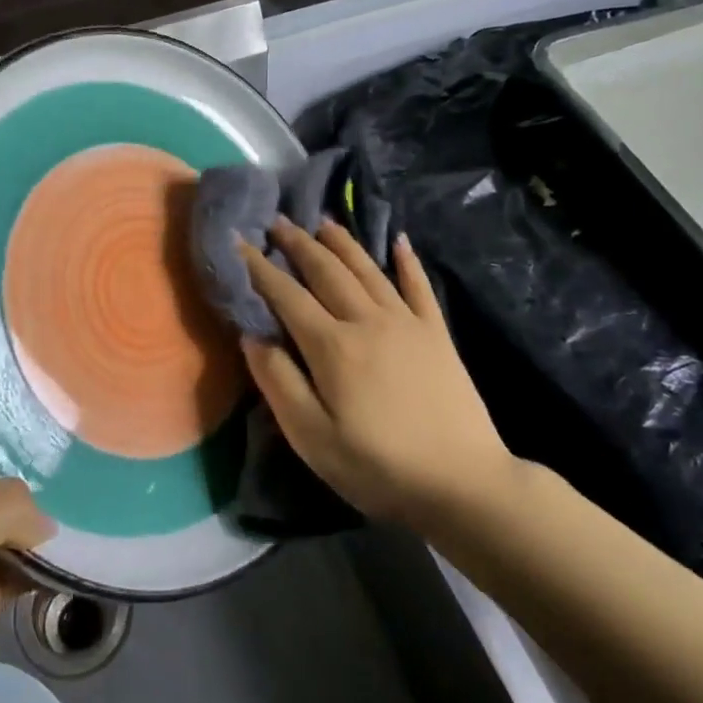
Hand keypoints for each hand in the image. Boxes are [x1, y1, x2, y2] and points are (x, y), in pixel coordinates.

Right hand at [238, 220, 514, 527]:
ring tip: (322, 221)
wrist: (463, 482)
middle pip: (326, 270)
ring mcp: (407, 322)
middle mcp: (367, 320)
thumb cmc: (378, 466)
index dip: (259, 267)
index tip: (238, 240)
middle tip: (277, 221)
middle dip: (298, 243)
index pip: (286, 295)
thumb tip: (251, 334)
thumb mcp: (312, 437)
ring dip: (342, 242)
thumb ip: (278, 382)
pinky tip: (399, 241)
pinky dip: (407, 260)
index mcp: (332, 345)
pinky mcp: (437, 333)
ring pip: (367, 269)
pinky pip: (419, 285)